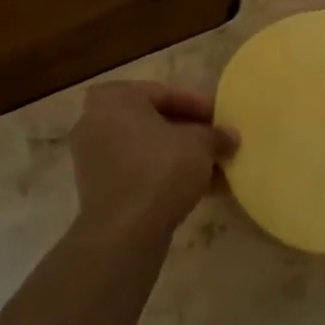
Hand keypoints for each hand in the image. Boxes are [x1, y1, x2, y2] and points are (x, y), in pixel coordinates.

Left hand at [70, 82, 237, 243]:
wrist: (125, 231)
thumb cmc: (160, 170)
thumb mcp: (199, 145)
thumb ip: (216, 135)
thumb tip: (230, 136)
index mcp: (114, 98)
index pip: (164, 93)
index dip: (199, 105)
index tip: (223, 117)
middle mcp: (95, 121)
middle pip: (154, 121)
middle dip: (191, 133)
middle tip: (219, 141)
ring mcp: (94, 156)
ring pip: (148, 149)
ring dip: (182, 156)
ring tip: (217, 168)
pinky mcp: (99, 187)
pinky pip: (139, 171)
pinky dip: (166, 174)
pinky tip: (202, 188)